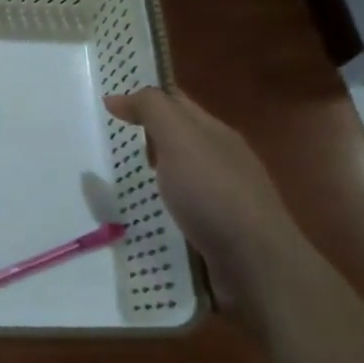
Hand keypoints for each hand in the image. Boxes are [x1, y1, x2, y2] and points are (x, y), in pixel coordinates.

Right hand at [103, 87, 307, 309]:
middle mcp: (222, 159)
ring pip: (181, 173)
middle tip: (107, 140)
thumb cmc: (214, 193)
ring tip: (118, 179)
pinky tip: (146, 214)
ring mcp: (223, 196)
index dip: (145, 98)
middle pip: (179, 137)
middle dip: (147, 135)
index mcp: (215, 133)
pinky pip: (183, 206)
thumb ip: (151, 111)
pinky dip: (162, 204)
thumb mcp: (179, 139)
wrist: (256, 265)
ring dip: (154, 172)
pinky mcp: (218, 229)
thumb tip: (116, 97)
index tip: (109, 104)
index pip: (176, 102)